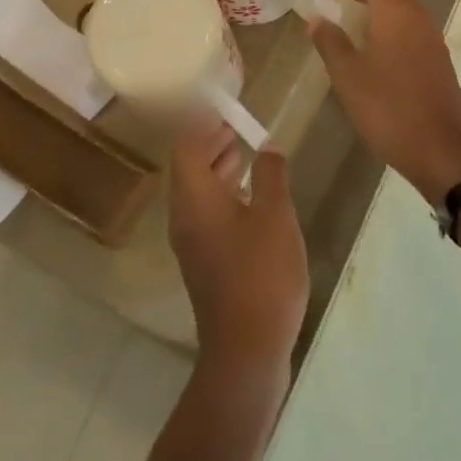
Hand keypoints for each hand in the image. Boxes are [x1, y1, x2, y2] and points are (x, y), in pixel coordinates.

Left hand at [168, 124, 307, 380]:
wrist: (247, 349)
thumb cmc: (262, 274)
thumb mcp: (275, 216)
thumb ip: (270, 175)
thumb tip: (267, 148)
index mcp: (194, 199)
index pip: (186, 147)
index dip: (203, 126)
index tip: (225, 112)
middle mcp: (184, 217)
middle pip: (188, 169)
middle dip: (210, 145)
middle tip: (235, 128)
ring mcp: (192, 244)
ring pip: (197, 194)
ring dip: (217, 170)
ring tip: (243, 155)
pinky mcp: (205, 264)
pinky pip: (206, 215)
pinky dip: (222, 196)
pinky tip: (249, 199)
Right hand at [309, 0, 460, 204]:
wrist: (442, 150)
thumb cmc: (389, 109)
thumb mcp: (349, 77)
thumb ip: (331, 43)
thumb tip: (317, 18)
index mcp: (396, 13)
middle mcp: (416, 16)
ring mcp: (429, 37)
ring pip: (399, 2)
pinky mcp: (434, 57)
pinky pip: (407, 20)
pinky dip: (385, 13)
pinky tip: (371, 31)